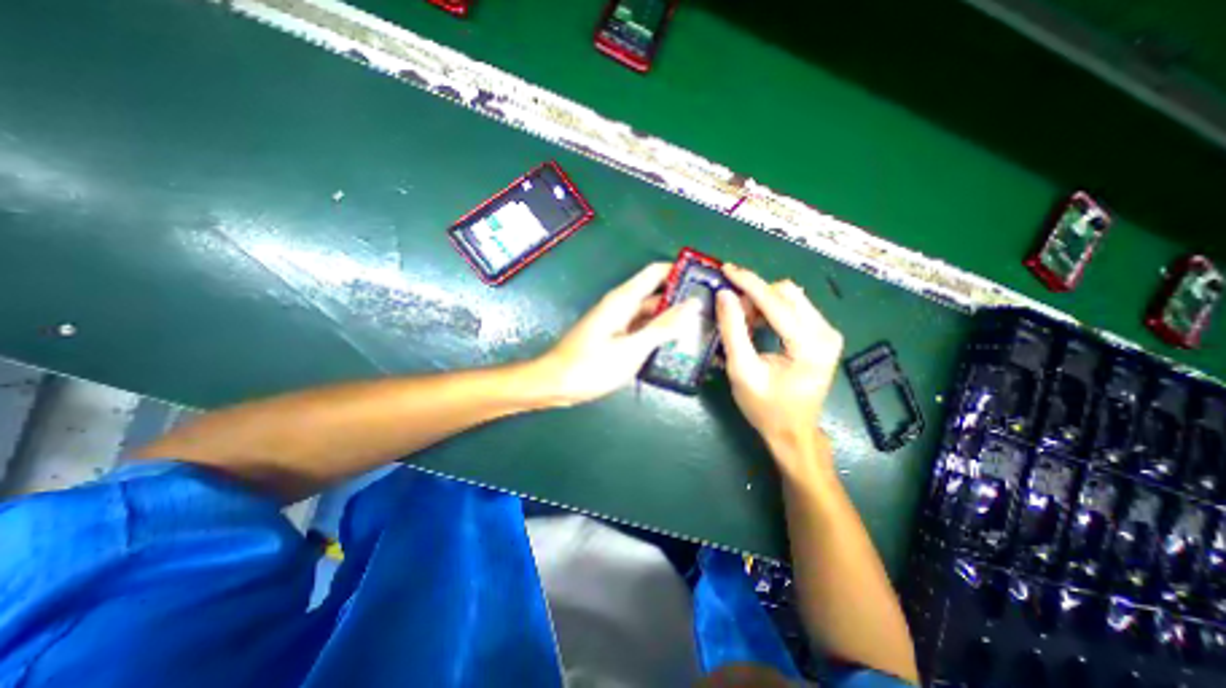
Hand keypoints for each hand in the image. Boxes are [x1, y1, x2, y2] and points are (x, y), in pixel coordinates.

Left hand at [534, 260, 697, 401]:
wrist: (555, 384)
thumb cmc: (591, 365)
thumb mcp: (632, 348)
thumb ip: (663, 326)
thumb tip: (693, 304)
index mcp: (624, 299)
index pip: (657, 272)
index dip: (681, 272)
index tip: (707, 281)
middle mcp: (622, 306)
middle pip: (657, 294)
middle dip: (682, 301)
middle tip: (712, 313)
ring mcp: (619, 323)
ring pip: (651, 314)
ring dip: (672, 321)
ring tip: (702, 331)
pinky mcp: (616, 338)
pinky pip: (642, 330)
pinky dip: (658, 335)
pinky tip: (676, 347)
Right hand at [720, 267, 843, 452]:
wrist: (792, 432)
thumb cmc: (766, 408)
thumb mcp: (742, 371)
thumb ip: (733, 331)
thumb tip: (724, 295)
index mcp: (809, 345)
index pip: (777, 302)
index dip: (748, 283)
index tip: (726, 269)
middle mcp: (826, 333)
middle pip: (787, 293)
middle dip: (755, 295)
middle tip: (732, 311)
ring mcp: (827, 333)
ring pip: (791, 297)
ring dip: (762, 302)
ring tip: (743, 321)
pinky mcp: (822, 335)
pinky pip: (794, 308)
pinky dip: (771, 311)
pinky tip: (757, 325)